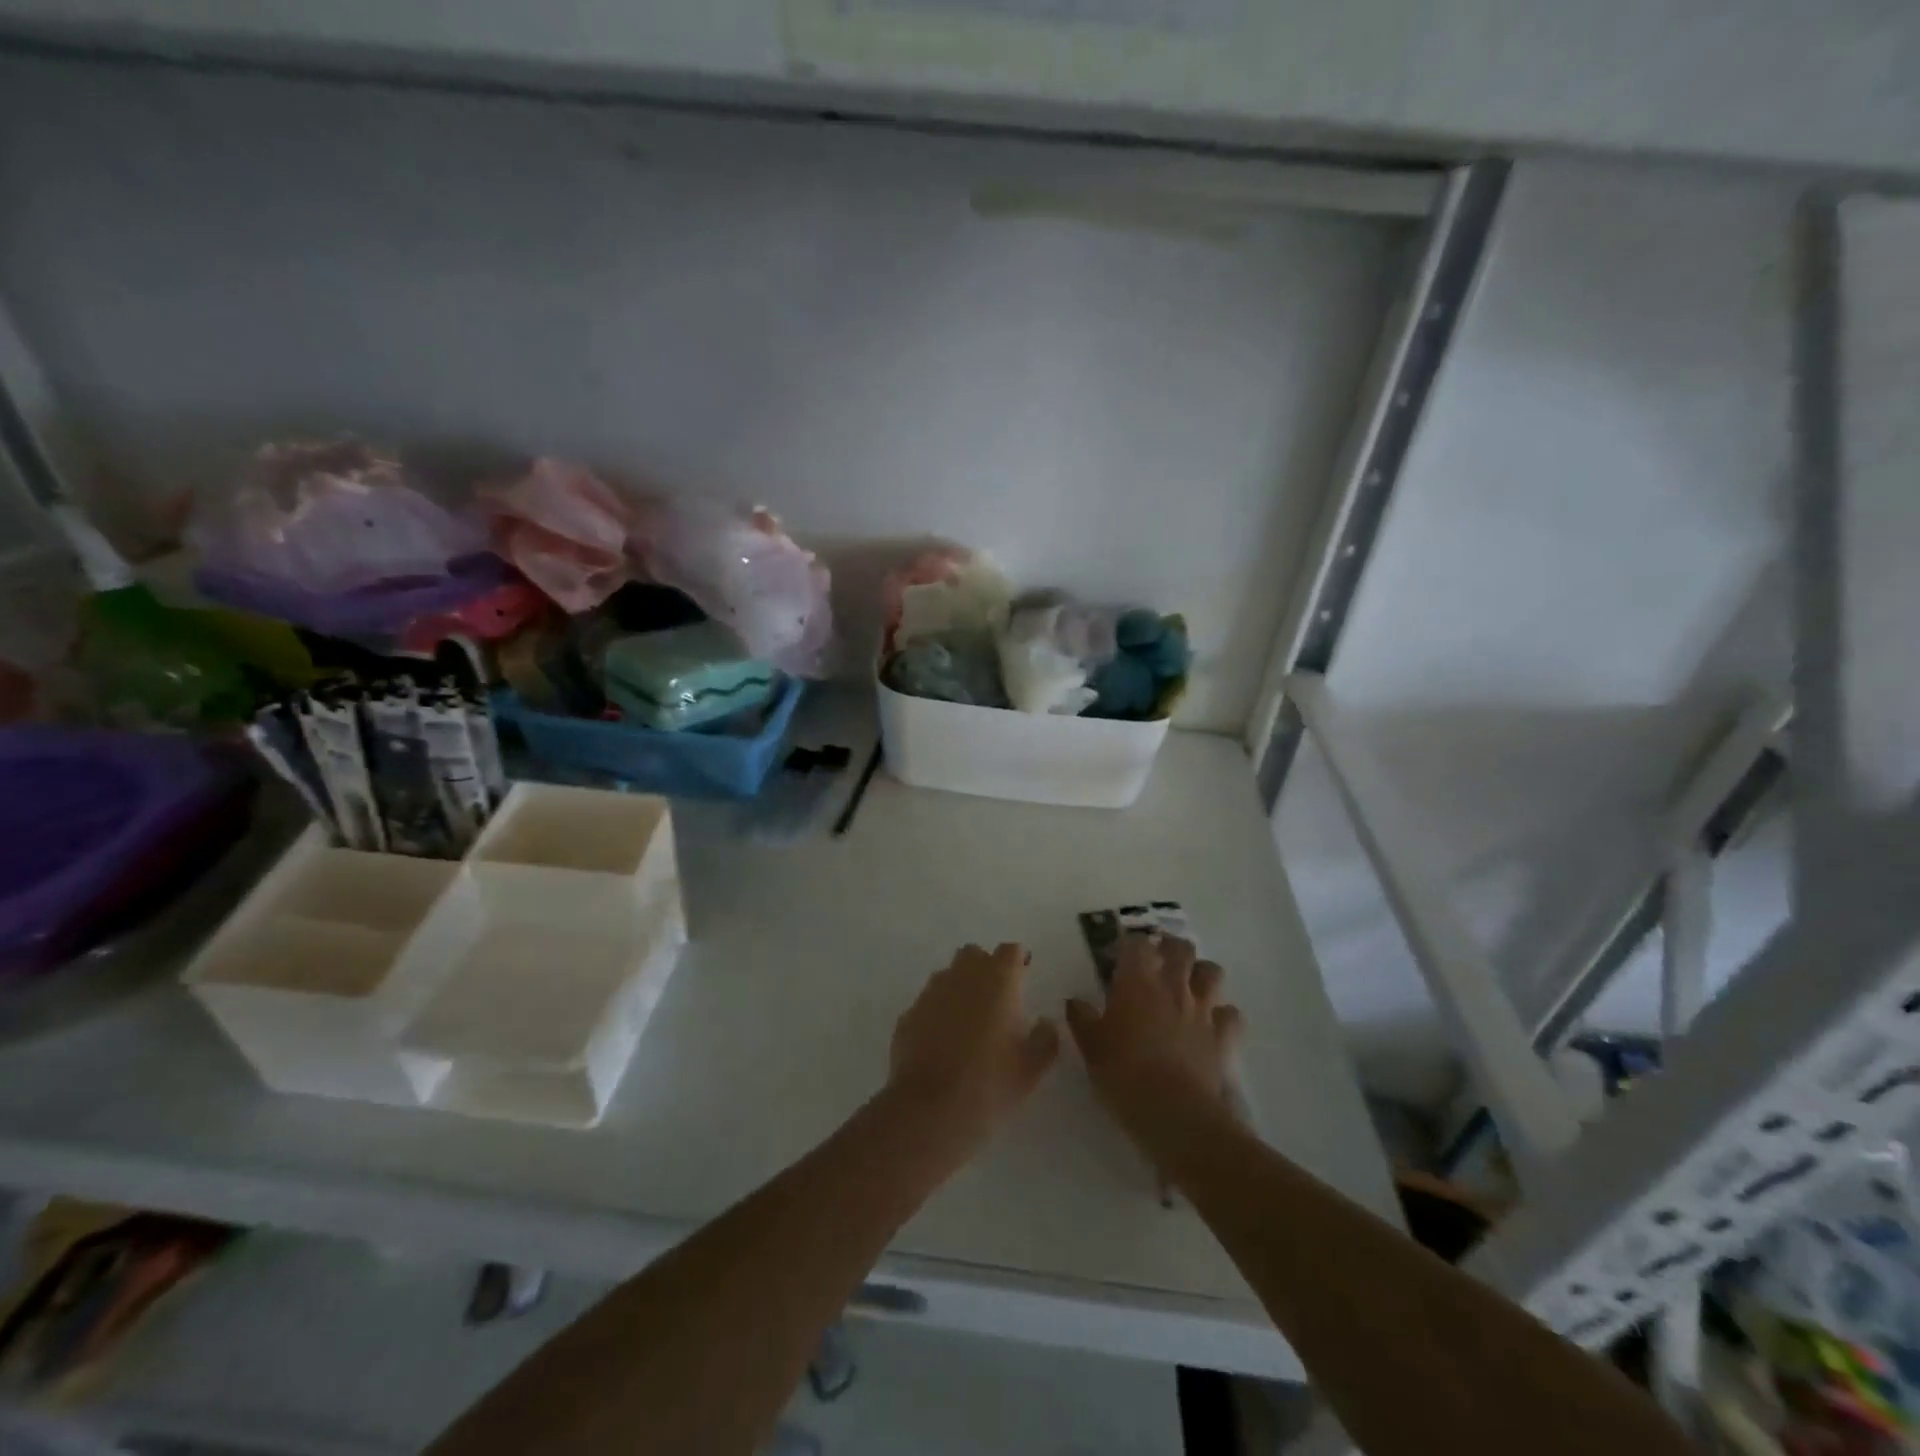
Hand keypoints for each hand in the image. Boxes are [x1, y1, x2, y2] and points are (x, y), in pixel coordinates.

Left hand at [887, 942, 1059, 1154]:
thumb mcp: (1033, 1068)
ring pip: (948, 975)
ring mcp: (931, 992)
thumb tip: (1045, 1022)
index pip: (1010, 951)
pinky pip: (928, 1002)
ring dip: (960, 988)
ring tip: (968, 1022)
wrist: (929, 1111)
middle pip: (974, 954)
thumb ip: (1046, 1038)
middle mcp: (963, 976)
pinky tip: (942, 1042)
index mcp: (998, 980)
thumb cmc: (990, 1085)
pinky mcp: (908, 1014)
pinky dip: (937, 1012)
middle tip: (996, 999)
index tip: (1023, 977)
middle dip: (985, 967)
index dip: (1017, 961)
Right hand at [1066, 935, 1242, 1133]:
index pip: (1137, 943)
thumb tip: (1075, 1001)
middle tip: (1158, 961)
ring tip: (1189, 986)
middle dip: (1171, 948)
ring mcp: (1203, 1009)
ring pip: (1212, 972)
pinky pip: (1230, 1014)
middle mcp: (1173, 986)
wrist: (1174, 1112)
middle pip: (1181, 948)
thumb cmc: (1123, 1074)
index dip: (1130, 946)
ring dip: (1201, 973)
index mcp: (1137, 982)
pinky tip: (1212, 1024)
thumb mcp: (1090, 1047)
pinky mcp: (1224, 1036)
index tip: (1120, 958)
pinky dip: (1223, 1014)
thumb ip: (1081, 1018)